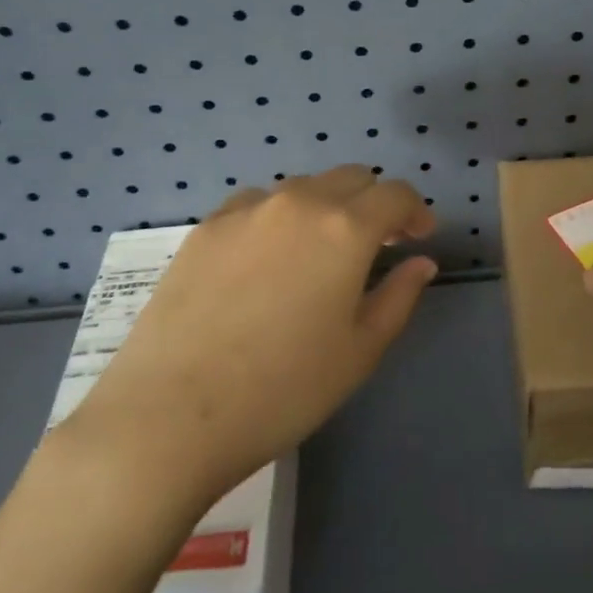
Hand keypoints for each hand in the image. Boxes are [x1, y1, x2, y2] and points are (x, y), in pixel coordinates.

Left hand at [64, 166, 436, 499]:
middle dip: (373, 203)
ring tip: (318, 253)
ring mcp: (245, 211)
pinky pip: (256, 205)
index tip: (417, 237)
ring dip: (325, 208)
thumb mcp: (360, 351)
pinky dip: (278, 218)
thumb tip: (420, 262)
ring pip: (302, 189)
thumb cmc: (284, 389)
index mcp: (345, 229)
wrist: (171, 414)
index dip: (414, 211)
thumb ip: (399, 297)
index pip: (394, 194)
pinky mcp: (204, 228)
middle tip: (376, 245)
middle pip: (350, 178)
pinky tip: (266, 260)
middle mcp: (298, 203)